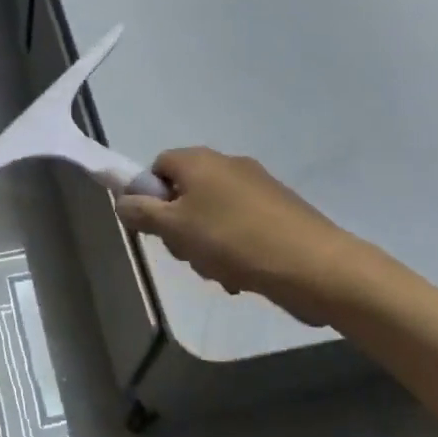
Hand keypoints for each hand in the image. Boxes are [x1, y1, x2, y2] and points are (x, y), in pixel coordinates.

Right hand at [115, 148, 378, 325]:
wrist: (314, 265)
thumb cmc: (233, 240)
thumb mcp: (174, 229)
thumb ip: (141, 212)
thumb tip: (123, 200)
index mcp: (199, 161)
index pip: (158, 167)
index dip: (150, 197)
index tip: (156, 228)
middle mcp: (228, 165)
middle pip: (185, 192)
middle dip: (179, 226)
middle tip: (187, 253)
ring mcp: (258, 187)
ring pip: (212, 214)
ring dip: (206, 244)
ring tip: (219, 271)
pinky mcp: (280, 211)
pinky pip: (240, 226)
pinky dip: (234, 248)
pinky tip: (241, 275)